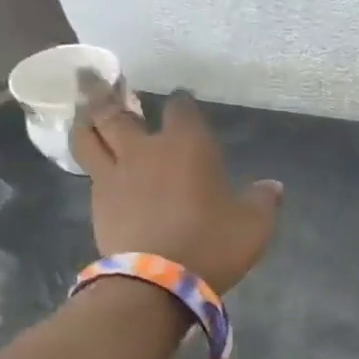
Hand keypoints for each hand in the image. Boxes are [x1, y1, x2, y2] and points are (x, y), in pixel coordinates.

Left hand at [72, 87, 281, 294]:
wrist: (158, 281)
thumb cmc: (213, 244)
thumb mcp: (254, 225)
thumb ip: (263, 201)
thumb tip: (273, 186)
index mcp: (188, 146)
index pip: (182, 110)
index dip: (183, 103)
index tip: (183, 100)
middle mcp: (146, 150)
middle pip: (117, 111)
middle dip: (109, 92)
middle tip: (98, 77)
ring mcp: (115, 174)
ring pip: (91, 134)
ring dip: (87, 118)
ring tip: (84, 109)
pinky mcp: (98, 201)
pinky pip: (90, 168)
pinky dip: (91, 156)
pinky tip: (95, 159)